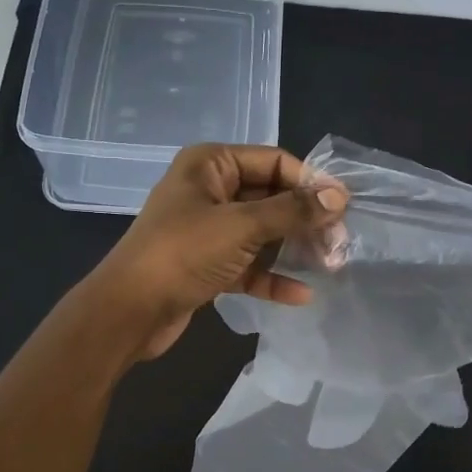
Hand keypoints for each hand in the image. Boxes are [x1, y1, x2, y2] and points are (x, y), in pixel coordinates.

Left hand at [85, 144, 346, 361]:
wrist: (129, 311)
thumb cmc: (183, 253)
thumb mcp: (242, 226)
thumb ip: (293, 211)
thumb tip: (339, 197)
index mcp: (211, 164)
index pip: (274, 161)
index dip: (310, 182)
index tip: (343, 208)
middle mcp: (210, 191)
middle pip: (271, 197)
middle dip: (305, 219)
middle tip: (339, 242)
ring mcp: (208, 230)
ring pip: (263, 233)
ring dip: (294, 249)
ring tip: (330, 265)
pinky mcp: (207, 265)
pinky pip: (248, 264)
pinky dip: (272, 277)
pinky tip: (301, 294)